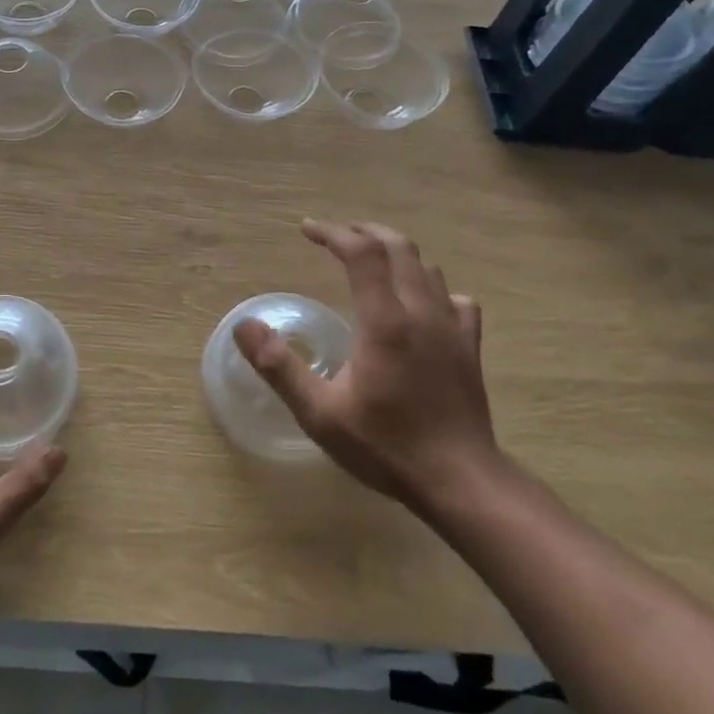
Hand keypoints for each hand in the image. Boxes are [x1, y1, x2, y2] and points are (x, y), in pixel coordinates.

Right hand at [233, 219, 501, 514]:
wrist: (461, 482)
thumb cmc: (385, 446)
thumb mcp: (319, 413)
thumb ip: (278, 367)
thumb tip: (243, 326)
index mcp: (384, 321)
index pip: (361, 253)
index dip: (332, 233)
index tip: (306, 230)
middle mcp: (421, 313)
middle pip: (398, 248)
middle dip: (363, 233)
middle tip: (334, 236)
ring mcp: (452, 329)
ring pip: (427, 269)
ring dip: (395, 254)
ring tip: (368, 262)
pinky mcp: (470, 348)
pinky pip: (455, 300)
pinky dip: (432, 288)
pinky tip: (421, 303)